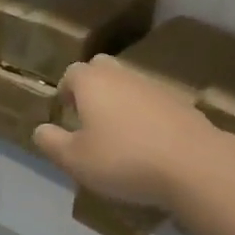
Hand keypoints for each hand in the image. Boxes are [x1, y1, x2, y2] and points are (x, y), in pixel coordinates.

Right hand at [33, 55, 214, 210]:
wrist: (194, 164)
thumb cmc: (124, 159)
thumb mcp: (75, 159)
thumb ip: (52, 143)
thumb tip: (40, 129)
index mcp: (92, 81)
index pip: (71, 73)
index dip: (65, 92)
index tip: (65, 115)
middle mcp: (122, 75)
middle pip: (102, 70)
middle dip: (92, 88)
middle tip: (89, 119)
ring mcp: (154, 86)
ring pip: (129, 86)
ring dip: (120, 103)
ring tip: (119, 136)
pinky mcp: (180, 103)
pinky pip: (153, 103)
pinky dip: (146, 117)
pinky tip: (148, 145)